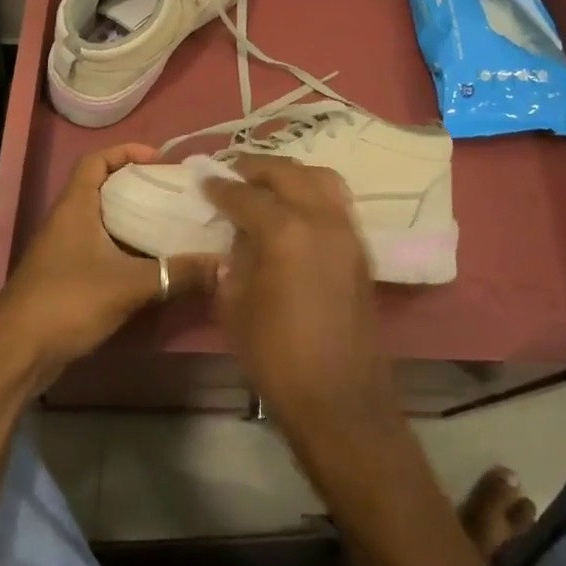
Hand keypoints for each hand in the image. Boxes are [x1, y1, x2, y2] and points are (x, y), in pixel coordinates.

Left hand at [0, 144, 219, 383]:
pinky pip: (98, 249)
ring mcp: (61, 250)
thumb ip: (176, 273)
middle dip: (137, 187)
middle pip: (102, 188)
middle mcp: (66, 221)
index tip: (159, 160)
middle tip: (173, 195)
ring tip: (169, 226)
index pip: (96, 160)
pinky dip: (122, 249)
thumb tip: (223, 264)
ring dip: (131, 220)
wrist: (15, 353)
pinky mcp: (63, 278)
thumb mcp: (129, 285)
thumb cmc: (68, 301)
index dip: (126, 151)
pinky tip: (149, 265)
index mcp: (75, 206)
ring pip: (101, 221)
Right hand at [203, 156, 396, 436]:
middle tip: (234, 172)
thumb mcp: (235, 306)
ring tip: (268, 184)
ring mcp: (346, 230)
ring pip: (320, 178)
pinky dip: (313, 192)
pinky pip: (336, 201)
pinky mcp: (361, 247)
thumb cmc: (277, 356)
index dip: (220, 188)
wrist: (339, 397)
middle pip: (287, 173)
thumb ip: (233, 261)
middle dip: (256, 168)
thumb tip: (237, 238)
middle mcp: (320, 218)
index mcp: (284, 231)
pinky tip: (295, 208)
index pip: (245, 195)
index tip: (205, 181)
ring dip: (291, 174)